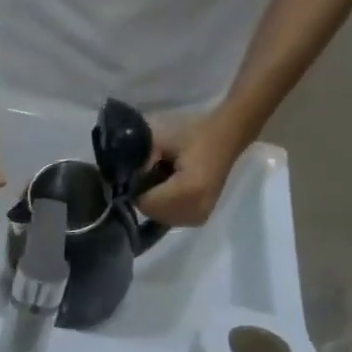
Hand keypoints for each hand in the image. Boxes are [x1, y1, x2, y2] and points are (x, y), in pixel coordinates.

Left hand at [135, 112, 247, 228]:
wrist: (227, 135)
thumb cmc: (194, 133)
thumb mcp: (160, 139)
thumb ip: (138, 159)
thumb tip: (123, 179)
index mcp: (186, 191)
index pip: (145, 202)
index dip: (136, 188)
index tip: (139, 173)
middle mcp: (194, 211)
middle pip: (152, 213)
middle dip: (146, 197)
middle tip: (152, 175)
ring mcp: (199, 217)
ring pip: (161, 218)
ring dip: (156, 203)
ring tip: (164, 181)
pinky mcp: (200, 218)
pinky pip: (172, 219)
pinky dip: (166, 207)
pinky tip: (173, 190)